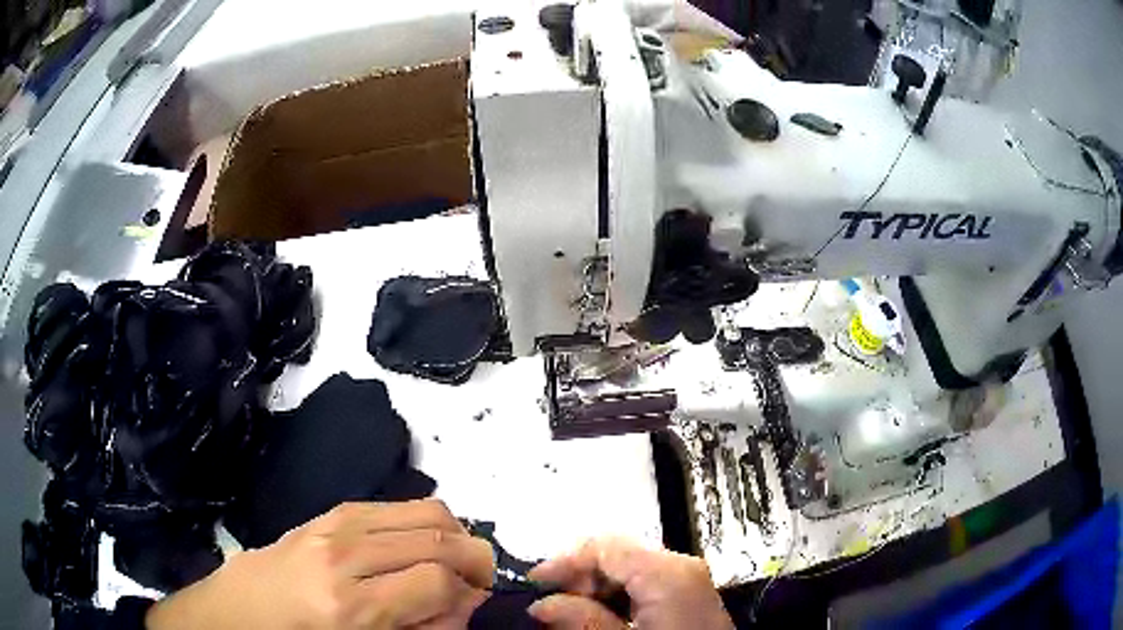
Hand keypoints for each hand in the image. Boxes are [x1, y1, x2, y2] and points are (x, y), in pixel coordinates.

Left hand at [146, 500, 493, 628]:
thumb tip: (464, 604)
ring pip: (423, 509)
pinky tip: (417, 546)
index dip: (469, 593)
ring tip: (453, 562)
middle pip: (436, 535)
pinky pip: (392, 504)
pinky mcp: (327, 512)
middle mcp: (342, 555)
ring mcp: (332, 525)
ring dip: (452, 533)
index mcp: (349, 607)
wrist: (240, 611)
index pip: (437, 580)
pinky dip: (421, 521)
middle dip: (473, 557)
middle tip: (478, 581)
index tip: (474, 604)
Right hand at [527, 537, 732, 629]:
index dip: (564, 560)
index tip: (534, 583)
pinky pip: (645, 583)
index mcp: (667, 572)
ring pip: (629, 569)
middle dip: (579, 577)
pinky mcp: (690, 595)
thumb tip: (542, 603)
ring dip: (596, 589)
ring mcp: (689, 579)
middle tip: (551, 606)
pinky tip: (602, 618)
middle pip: (617, 554)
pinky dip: (617, 597)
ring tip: (572, 616)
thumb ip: (580, 620)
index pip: (605, 545)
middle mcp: (681, 566)